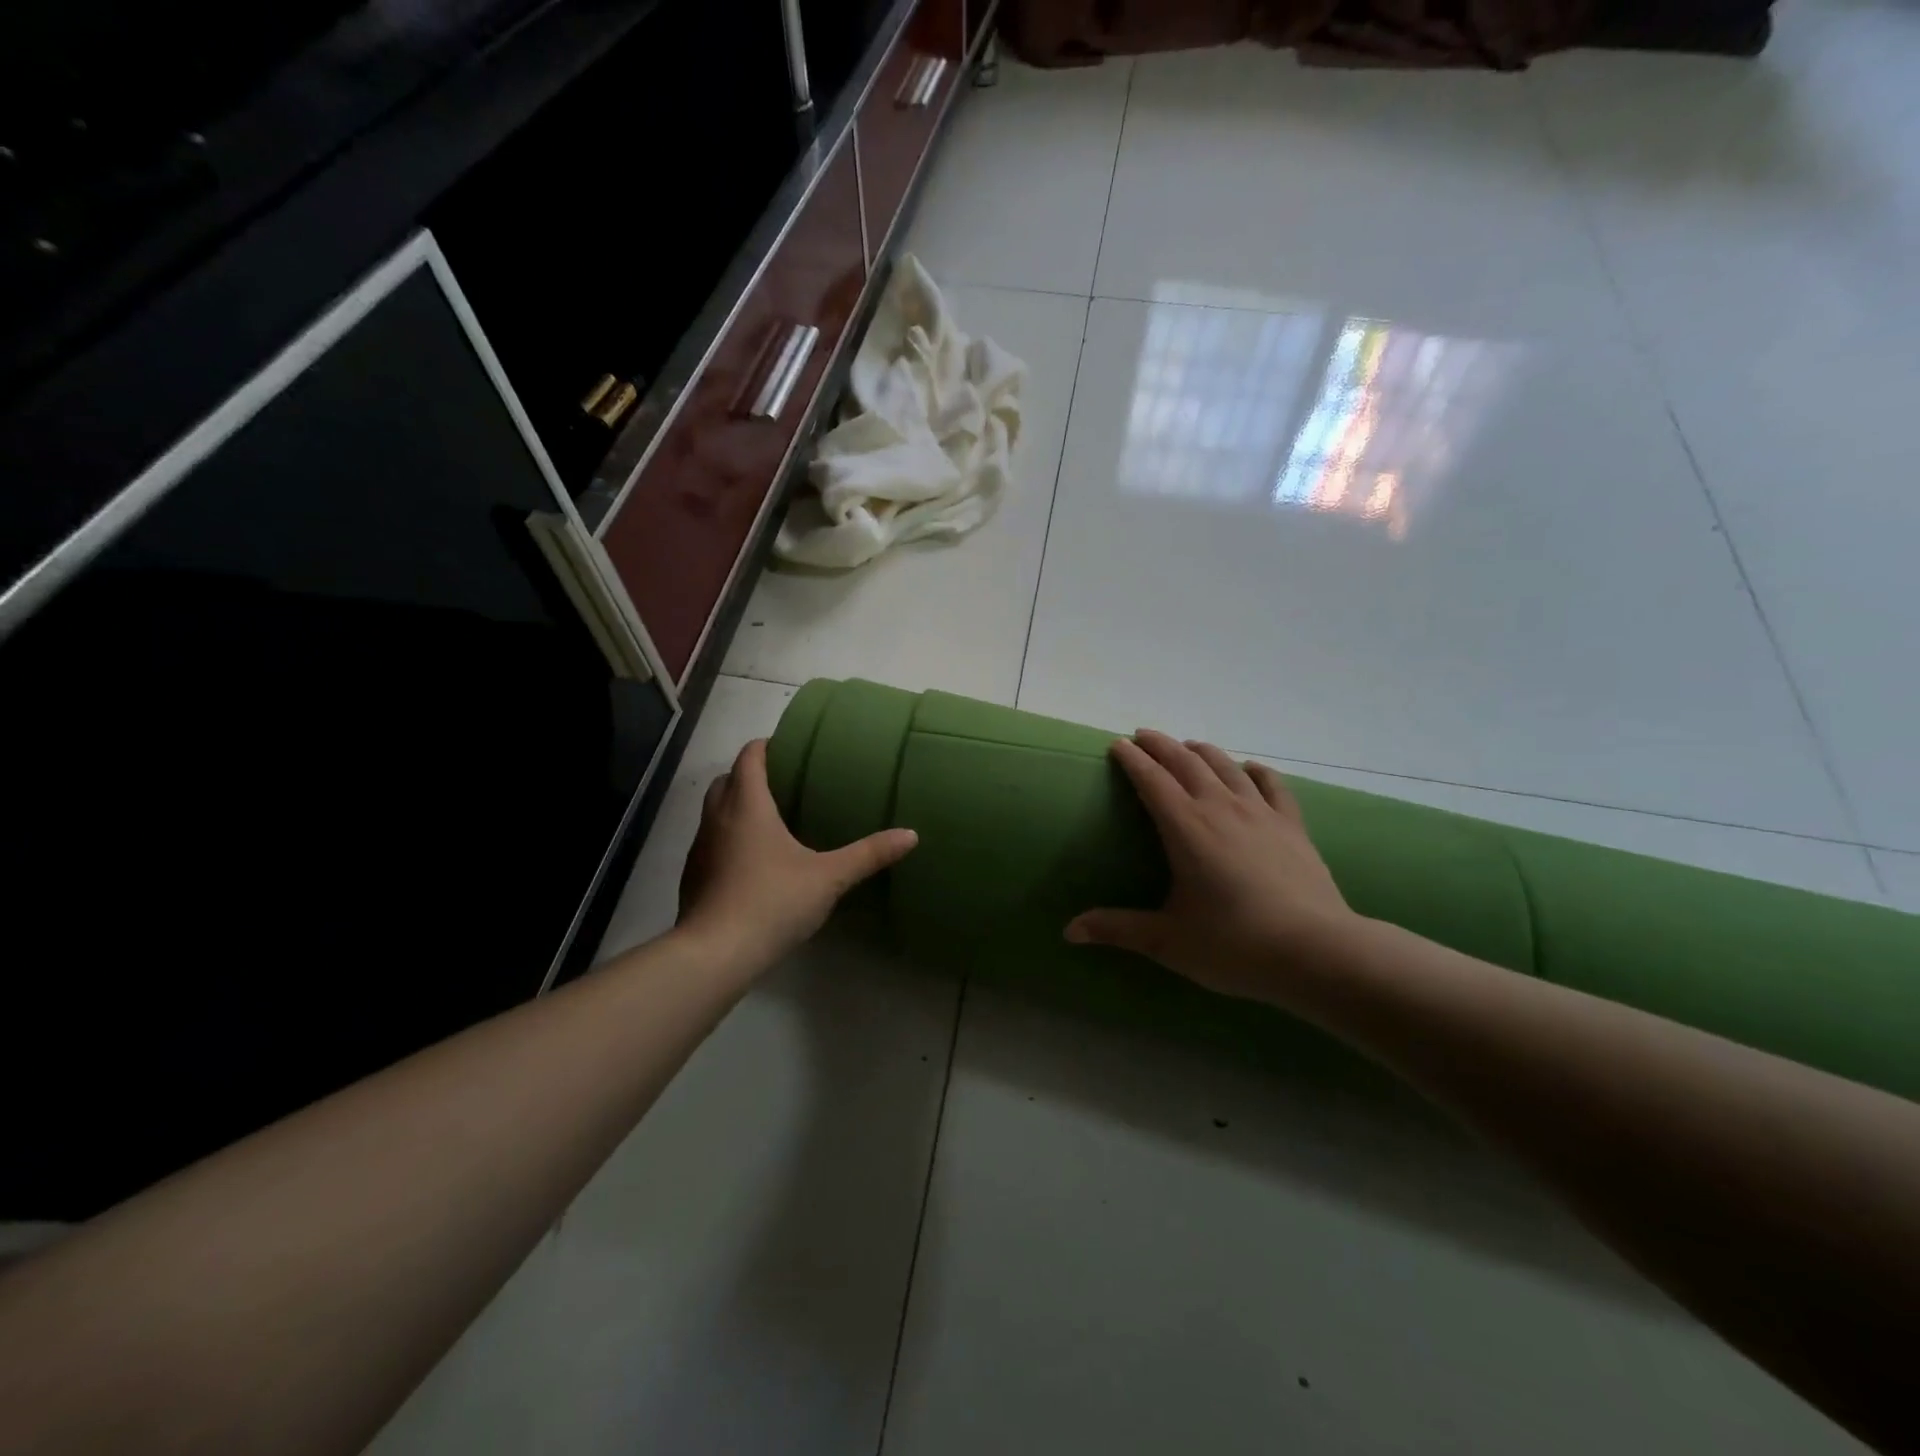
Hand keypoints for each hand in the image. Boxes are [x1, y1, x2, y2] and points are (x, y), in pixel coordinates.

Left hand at [678, 738, 917, 972]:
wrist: (715, 954)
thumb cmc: (772, 902)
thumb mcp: (829, 877)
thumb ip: (869, 854)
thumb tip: (911, 834)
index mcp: (747, 805)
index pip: (749, 757)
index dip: (766, 746)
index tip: (790, 747)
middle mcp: (717, 818)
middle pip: (727, 779)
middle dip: (751, 775)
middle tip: (786, 784)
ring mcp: (701, 847)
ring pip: (715, 811)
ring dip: (737, 806)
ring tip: (772, 820)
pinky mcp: (693, 876)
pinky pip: (712, 842)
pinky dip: (729, 838)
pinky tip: (753, 862)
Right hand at [1064, 731, 1360, 1003]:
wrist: (1316, 951)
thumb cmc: (1235, 944)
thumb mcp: (1168, 940)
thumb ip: (1118, 929)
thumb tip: (1070, 931)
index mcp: (1186, 828)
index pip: (1152, 780)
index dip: (1132, 759)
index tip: (1118, 744)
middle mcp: (1220, 808)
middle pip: (1186, 762)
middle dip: (1161, 745)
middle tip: (1143, 736)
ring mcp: (1261, 813)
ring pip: (1226, 766)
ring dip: (1202, 751)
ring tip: (1187, 746)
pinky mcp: (1292, 825)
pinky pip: (1272, 785)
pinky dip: (1255, 771)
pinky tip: (1250, 769)